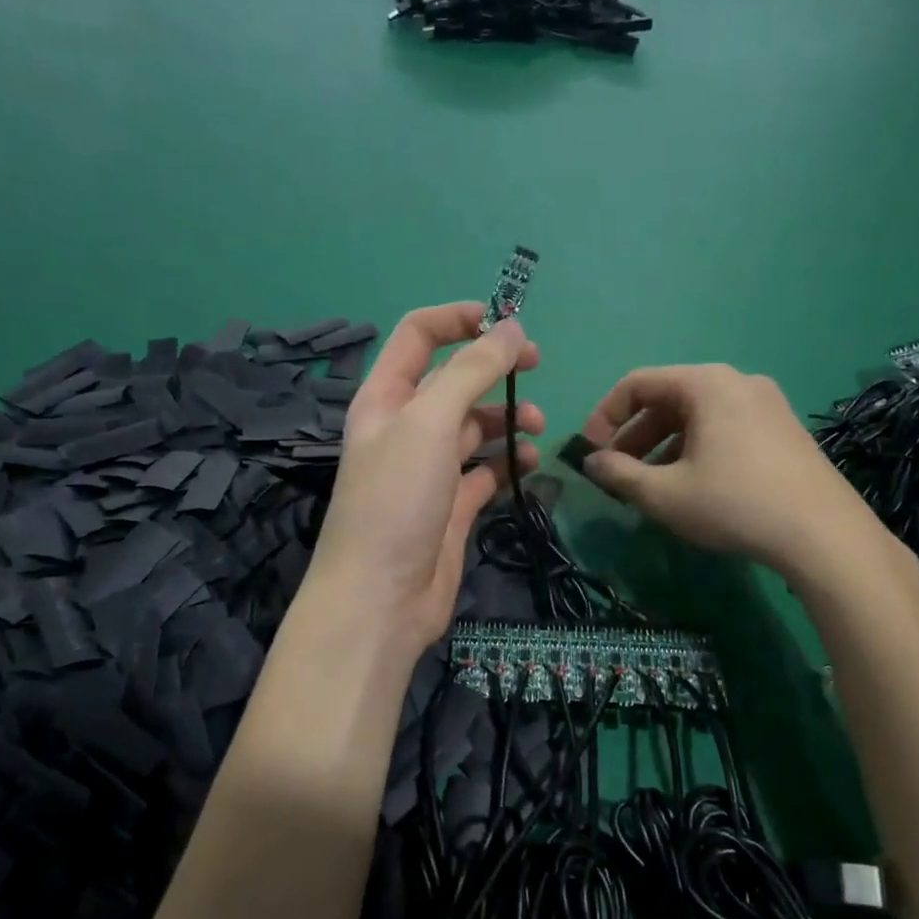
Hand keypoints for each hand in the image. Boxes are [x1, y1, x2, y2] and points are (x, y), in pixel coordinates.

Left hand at [306, 303, 543, 658]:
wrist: (381, 598)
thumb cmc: (396, 500)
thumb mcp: (429, 422)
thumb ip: (471, 371)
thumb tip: (511, 328)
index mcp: (386, 398)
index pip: (418, 335)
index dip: (459, 319)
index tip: (507, 322)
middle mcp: (405, 428)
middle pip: (453, 380)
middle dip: (494, 369)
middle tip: (536, 368)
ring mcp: (428, 469)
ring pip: (474, 426)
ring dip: (507, 419)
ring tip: (537, 429)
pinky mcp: (451, 506)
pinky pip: (484, 471)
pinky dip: (506, 462)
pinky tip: (526, 464)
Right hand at [579, 365, 907, 586]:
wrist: (824, 535)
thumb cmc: (734, 504)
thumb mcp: (664, 494)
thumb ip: (619, 474)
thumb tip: (591, 462)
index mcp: (706, 384)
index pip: (638, 384)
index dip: (605, 416)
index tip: (590, 451)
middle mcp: (738, 382)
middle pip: (669, 398)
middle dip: (634, 435)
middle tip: (616, 472)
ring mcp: (767, 404)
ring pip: (698, 416)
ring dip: (663, 445)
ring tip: (650, 485)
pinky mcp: (784, 430)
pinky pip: (725, 428)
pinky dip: (696, 449)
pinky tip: (692, 485)